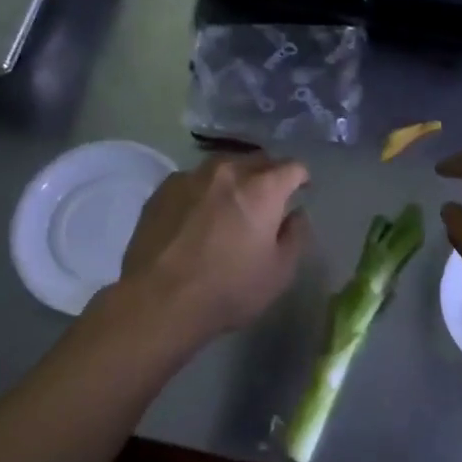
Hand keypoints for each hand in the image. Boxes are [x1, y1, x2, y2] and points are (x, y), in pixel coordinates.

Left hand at [116, 153, 310, 342]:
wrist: (159, 300)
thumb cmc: (229, 289)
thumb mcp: (279, 272)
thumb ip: (295, 236)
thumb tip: (295, 214)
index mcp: (262, 188)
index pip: (293, 167)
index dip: (301, 178)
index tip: (302, 191)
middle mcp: (228, 172)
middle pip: (257, 160)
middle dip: (268, 175)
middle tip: (268, 200)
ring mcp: (191, 177)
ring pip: (222, 167)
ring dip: (233, 180)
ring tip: (230, 204)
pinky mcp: (162, 190)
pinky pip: (193, 181)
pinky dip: (203, 192)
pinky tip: (197, 216)